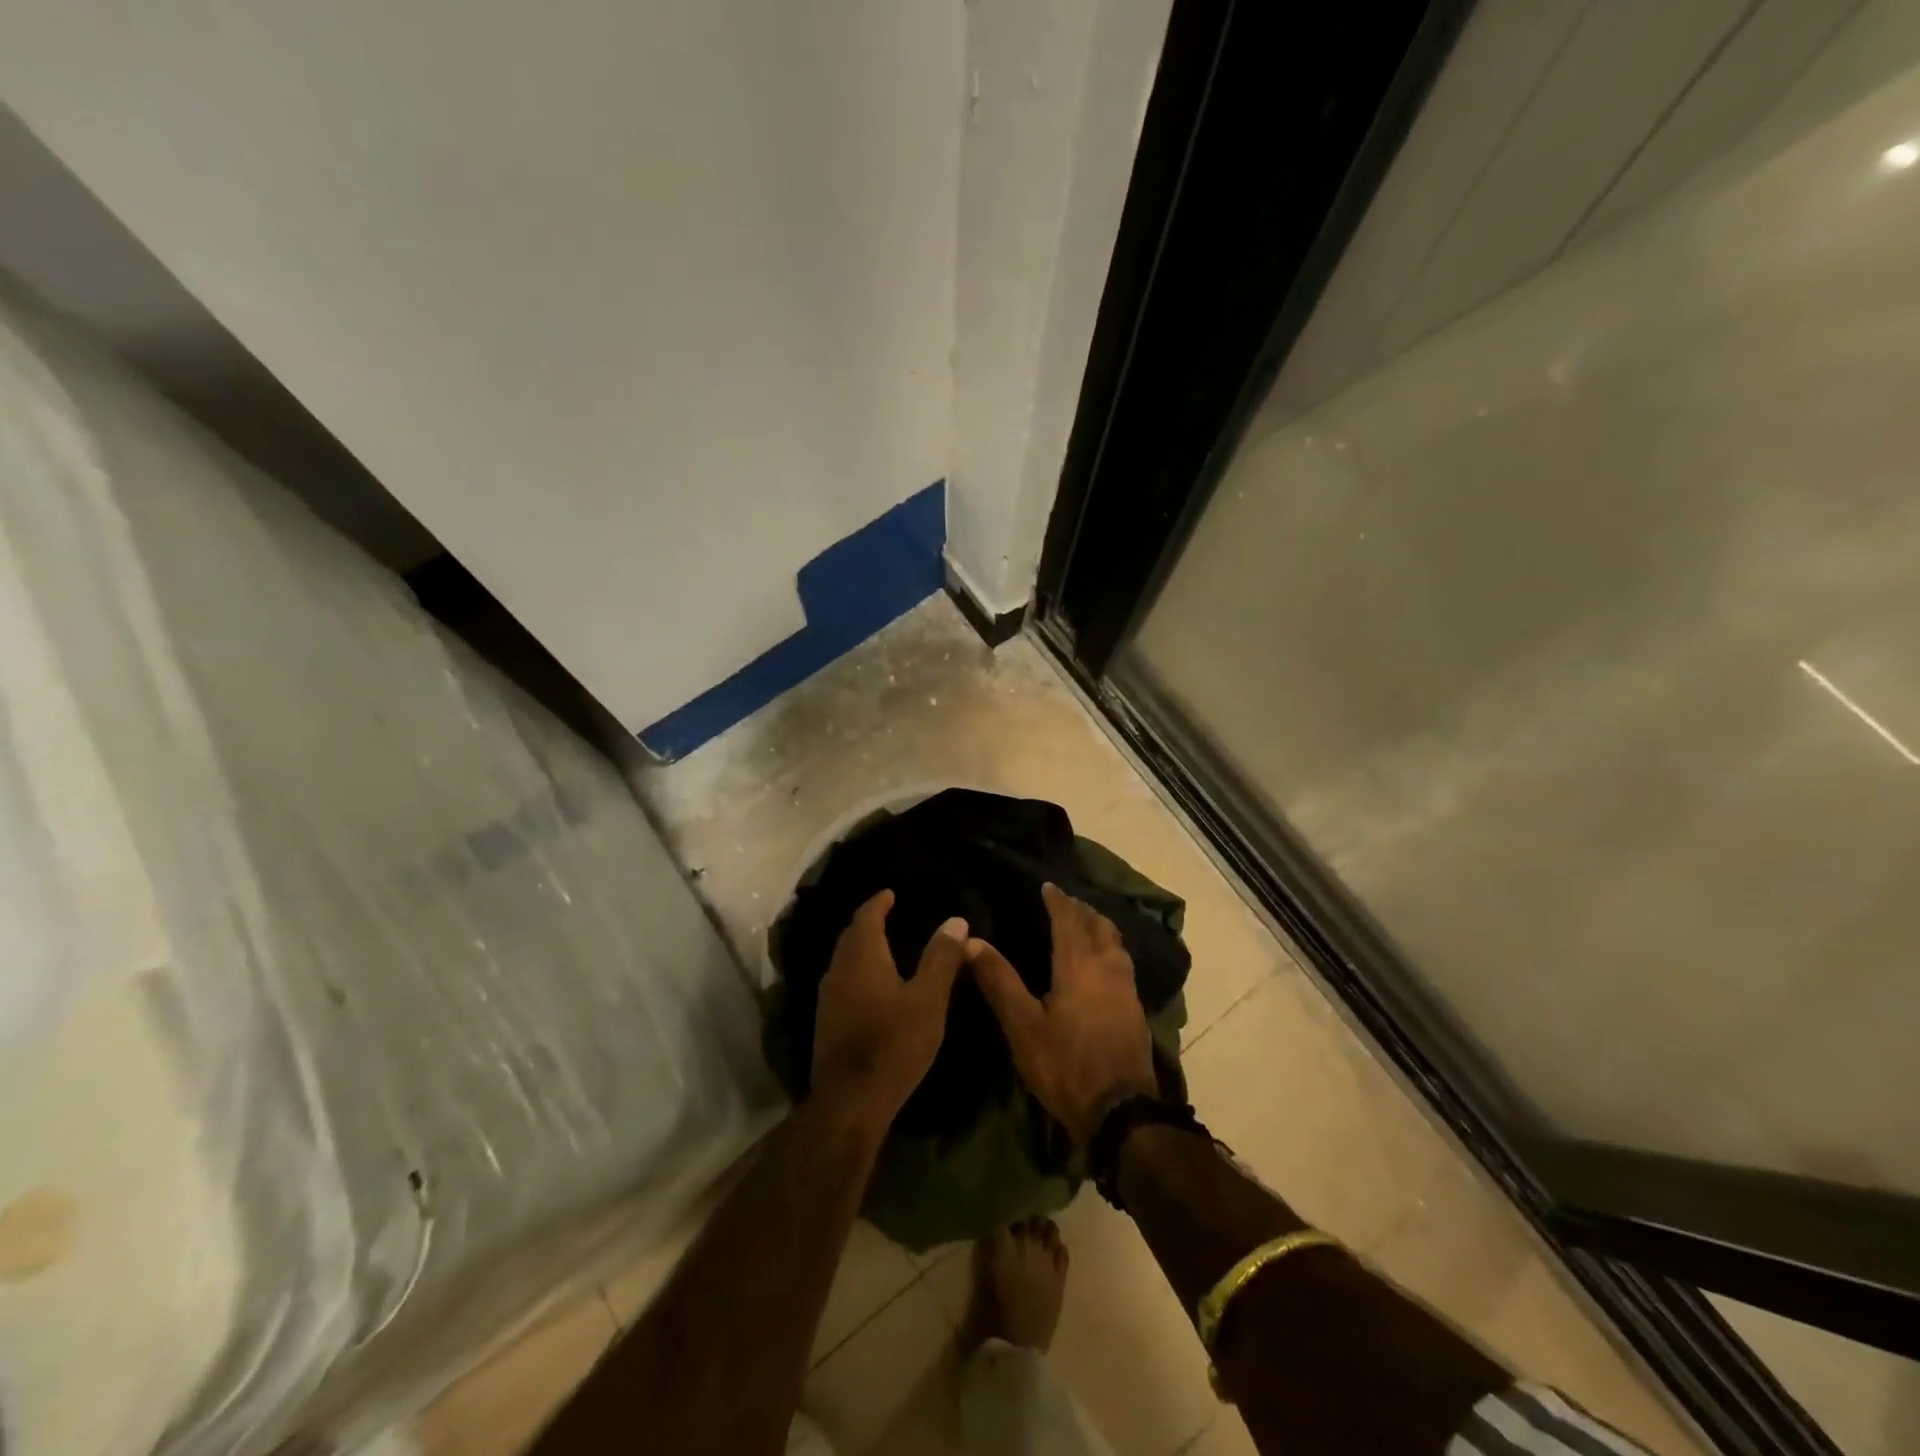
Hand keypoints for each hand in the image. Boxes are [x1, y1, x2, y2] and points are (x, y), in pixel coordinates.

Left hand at [811, 890, 968, 1137]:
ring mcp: (828, 998)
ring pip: (843, 960)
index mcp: (862, 957)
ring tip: (882, 946)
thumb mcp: (928, 999)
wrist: (851, 1101)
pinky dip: (857, 971)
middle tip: (886, 915)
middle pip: (850, 936)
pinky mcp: (826, 1022)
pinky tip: (871, 985)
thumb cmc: (894, 1043)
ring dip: (860, 948)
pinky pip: (842, 981)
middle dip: (867, 923)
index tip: (890, 893)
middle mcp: (838, 971)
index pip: (866, 917)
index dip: (878, 902)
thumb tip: (955, 920)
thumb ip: (941, 958)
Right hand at [969, 883, 1157, 1144]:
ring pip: (1116, 944)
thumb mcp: (1022, 1026)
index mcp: (1078, 965)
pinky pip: (1124, 964)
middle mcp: (1107, 968)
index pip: (1068, 920)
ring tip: (1088, 925)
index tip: (1048, 886)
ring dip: (1101, 928)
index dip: (1058, 900)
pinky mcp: (1137, 1010)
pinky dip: (1112, 950)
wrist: (1121, 1111)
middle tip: (1067, 902)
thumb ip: (999, 980)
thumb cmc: (1064, 1065)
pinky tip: (1105, 965)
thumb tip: (970, 941)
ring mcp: (1127, 989)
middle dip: (1082, 910)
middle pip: (1098, 926)